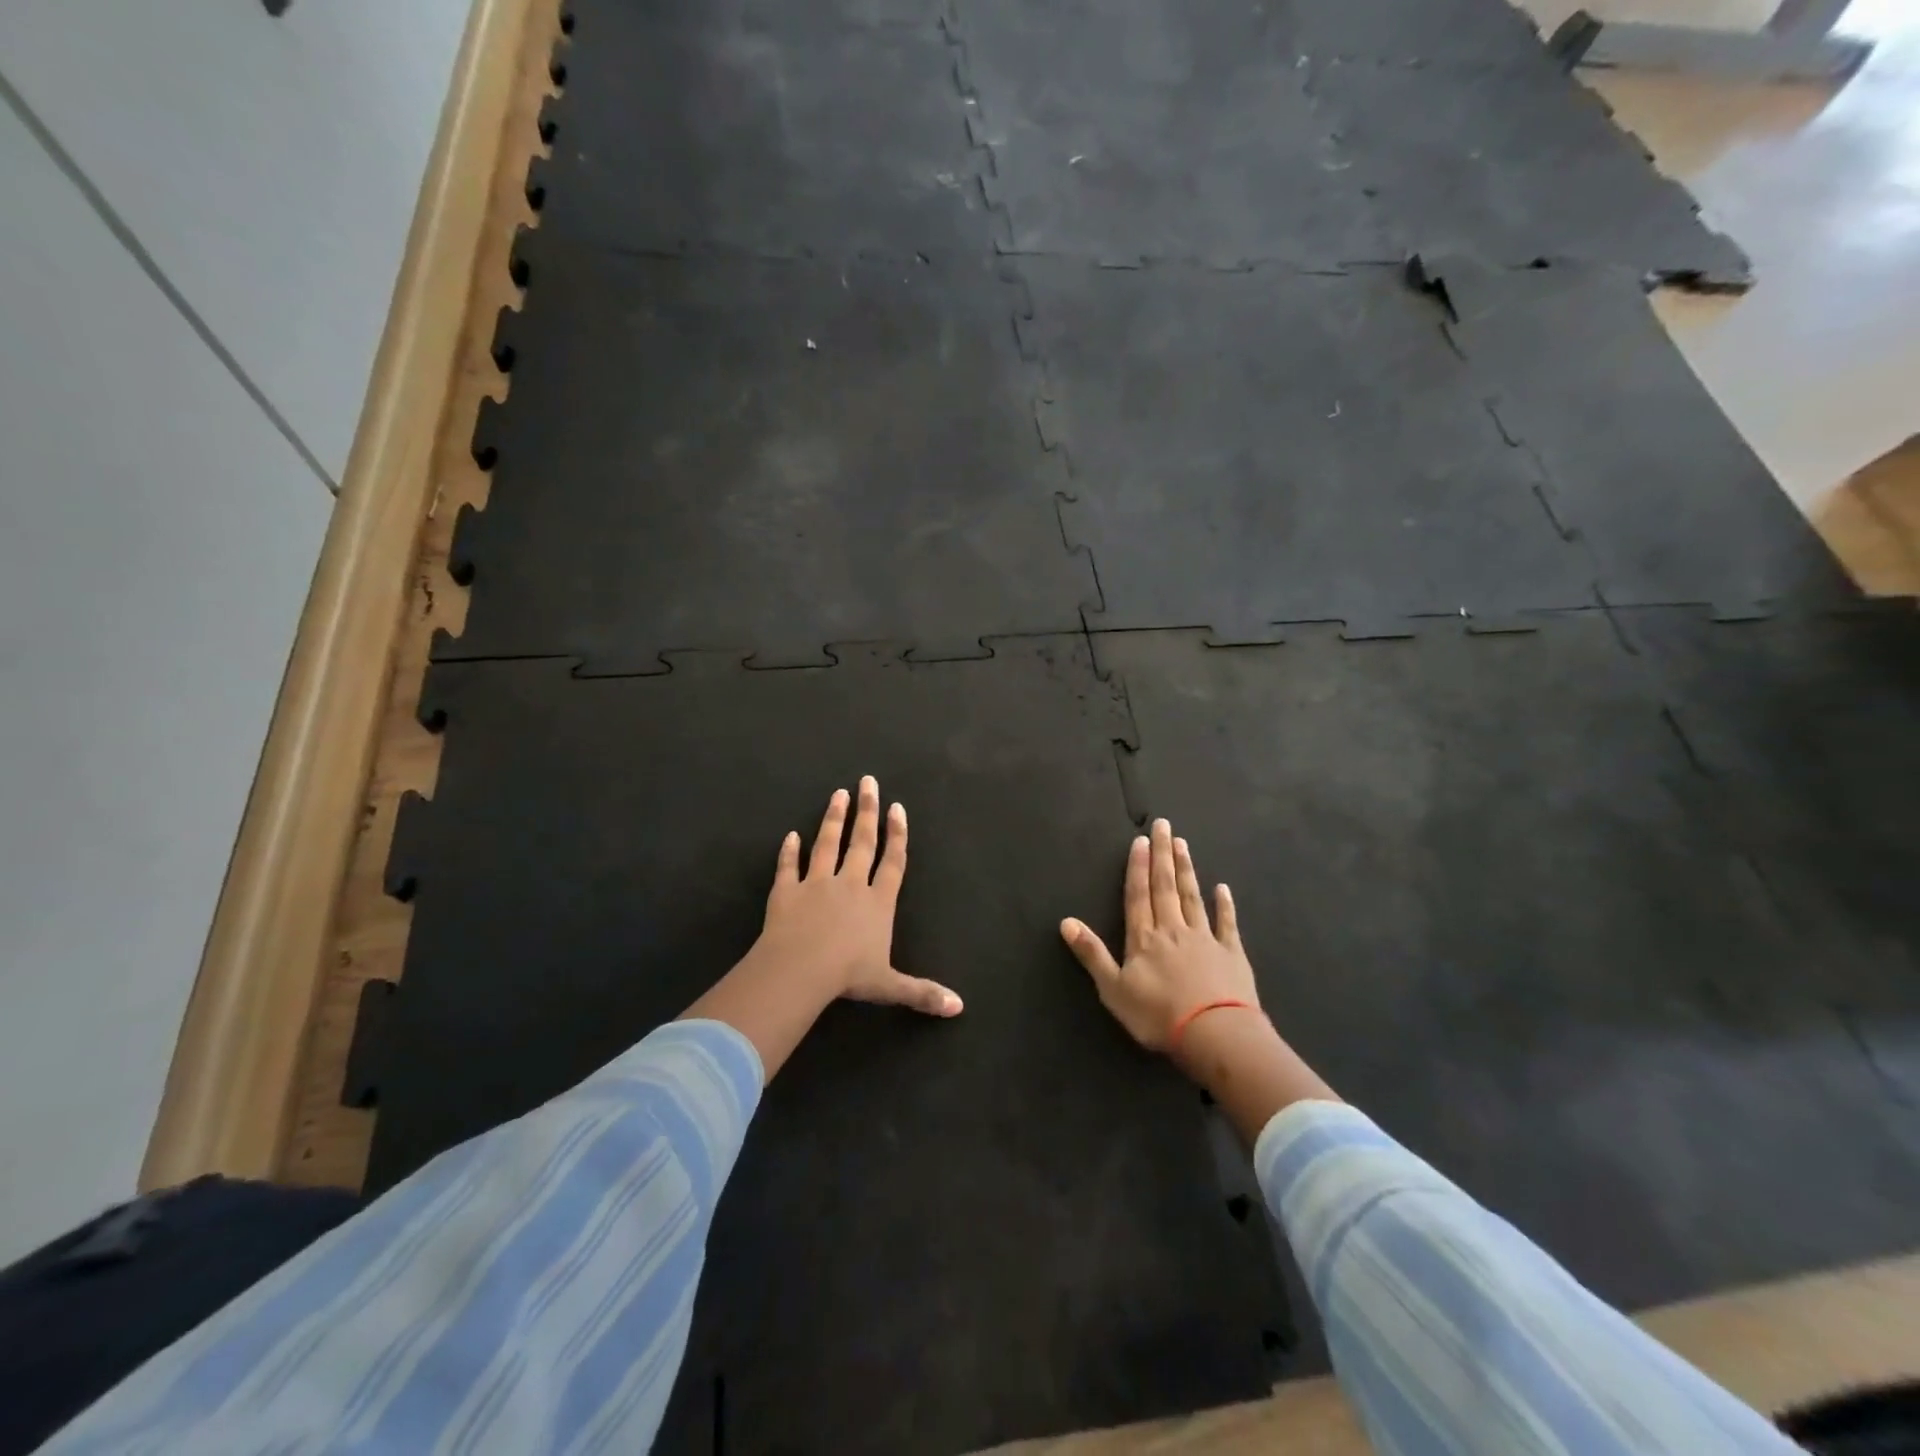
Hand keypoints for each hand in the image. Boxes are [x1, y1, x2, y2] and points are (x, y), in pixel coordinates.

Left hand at [745, 776, 961, 1017]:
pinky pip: (788, 866)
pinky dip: (788, 851)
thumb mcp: (890, 986)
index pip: (893, 861)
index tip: (896, 808)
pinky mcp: (787, 891)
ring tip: (838, 793)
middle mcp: (850, 884)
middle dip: (867, 811)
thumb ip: (922, 992)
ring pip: (827, 844)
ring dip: (833, 818)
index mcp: (878, 902)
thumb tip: (958, 1008)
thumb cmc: (849, 975)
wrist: (800, 969)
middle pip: (862, 841)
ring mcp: (816, 883)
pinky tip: (790, 836)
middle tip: (868, 781)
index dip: (897, 834)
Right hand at [1060, 819, 1257, 1052]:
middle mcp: (1173, 929)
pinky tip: (1223, 888)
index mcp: (1144, 938)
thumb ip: (1092, 954)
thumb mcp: (1113, 989)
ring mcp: (1204, 939)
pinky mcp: (1231, 953)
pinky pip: (1227, 923)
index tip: (1141, 840)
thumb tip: (1066, 922)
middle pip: (1165, 886)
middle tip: (1164, 825)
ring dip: (1187, 870)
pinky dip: (1224, 905)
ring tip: (1183, 845)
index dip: (1138, 867)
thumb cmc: (1158, 1015)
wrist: (1216, 1034)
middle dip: (1163, 855)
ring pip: (1193, 897)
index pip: (1138, 895)